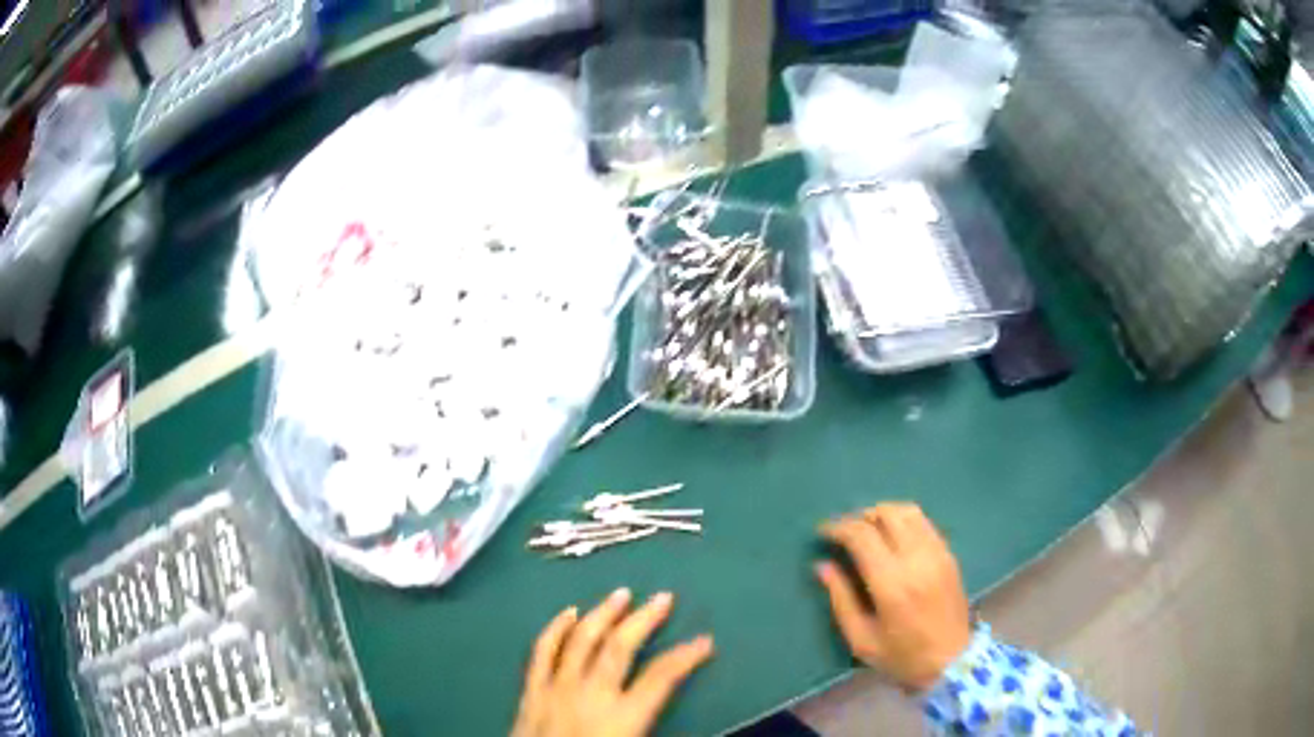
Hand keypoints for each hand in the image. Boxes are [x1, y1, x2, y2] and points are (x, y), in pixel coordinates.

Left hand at [512, 588, 714, 736]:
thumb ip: (653, 726)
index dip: (686, 656)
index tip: (704, 641)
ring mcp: (557, 689)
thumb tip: (681, 721)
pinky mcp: (531, 691)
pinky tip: (567, 613)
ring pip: (580, 640)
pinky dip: (555, 629)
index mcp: (622, 718)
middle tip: (663, 598)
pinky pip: (542, 651)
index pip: (662, 677)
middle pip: (620, 647)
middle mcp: (590, 695)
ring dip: (602, 614)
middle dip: (645, 619)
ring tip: (620, 594)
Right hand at [816, 503, 971, 691]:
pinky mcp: (948, 554)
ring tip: (867, 528)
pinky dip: (903, 520)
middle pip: (886, 514)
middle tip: (843, 531)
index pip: (862, 535)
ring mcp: (937, 553)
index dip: (838, 527)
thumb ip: (841, 600)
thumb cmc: (902, 656)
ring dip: (883, 513)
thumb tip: (823, 566)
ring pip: (908, 511)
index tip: (823, 532)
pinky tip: (893, 536)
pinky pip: (924, 523)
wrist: (952, 660)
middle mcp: (916, 559)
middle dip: (859, 516)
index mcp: (891, 583)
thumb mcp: (861, 640)